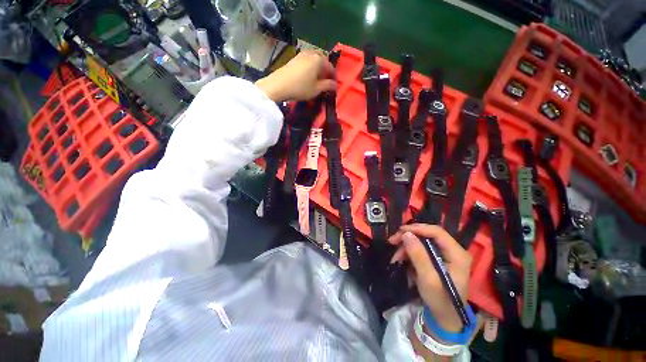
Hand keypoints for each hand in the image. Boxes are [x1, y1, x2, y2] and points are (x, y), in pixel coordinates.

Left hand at [255, 50, 336, 101]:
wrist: (279, 85)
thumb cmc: (301, 88)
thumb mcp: (316, 89)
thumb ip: (327, 86)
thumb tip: (335, 85)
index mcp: (319, 59)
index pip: (330, 67)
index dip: (333, 76)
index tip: (334, 85)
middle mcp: (311, 53)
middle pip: (322, 60)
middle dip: (325, 70)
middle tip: (326, 81)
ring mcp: (301, 54)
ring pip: (314, 60)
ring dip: (317, 68)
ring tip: (317, 79)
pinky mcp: (294, 58)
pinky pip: (306, 61)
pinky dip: (310, 67)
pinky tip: (308, 76)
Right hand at [389, 224, 471, 332]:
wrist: (444, 317)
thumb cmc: (439, 300)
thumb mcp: (428, 279)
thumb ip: (418, 255)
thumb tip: (406, 234)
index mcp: (457, 254)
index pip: (437, 232)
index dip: (417, 228)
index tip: (400, 231)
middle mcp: (453, 250)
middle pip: (428, 234)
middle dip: (409, 237)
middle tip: (393, 241)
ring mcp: (446, 254)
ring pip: (422, 241)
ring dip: (406, 246)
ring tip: (395, 257)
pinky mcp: (438, 258)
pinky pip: (421, 248)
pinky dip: (409, 252)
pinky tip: (401, 259)